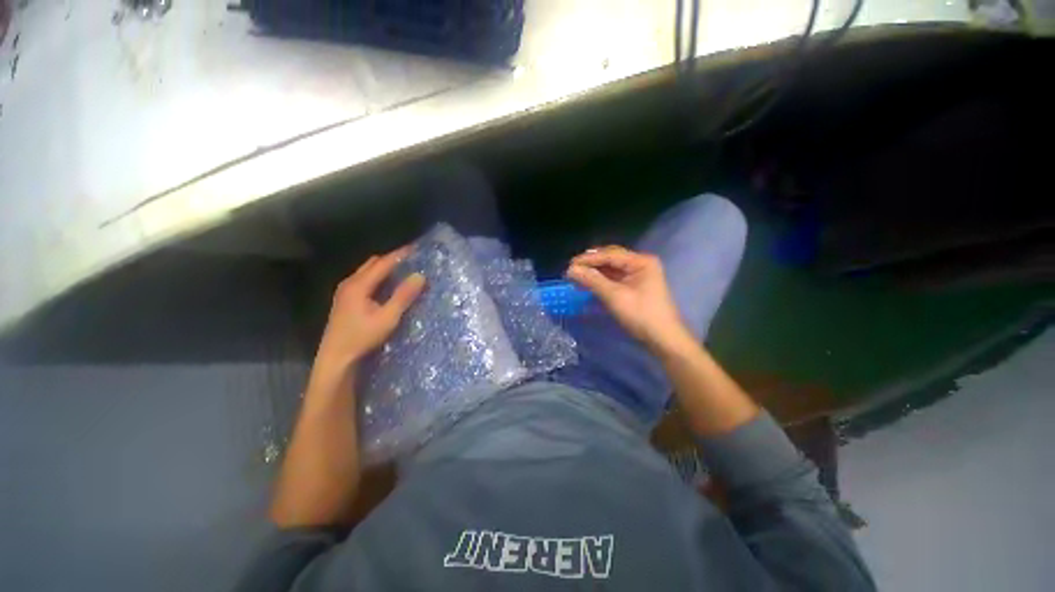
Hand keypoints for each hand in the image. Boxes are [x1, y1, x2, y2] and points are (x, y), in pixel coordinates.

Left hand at [314, 246, 425, 374]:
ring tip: (403, 270)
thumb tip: (420, 276)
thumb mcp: (388, 317)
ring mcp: (345, 292)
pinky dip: (378, 277)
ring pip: (367, 272)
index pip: (382, 263)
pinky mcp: (345, 300)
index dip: (399, 255)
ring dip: (384, 268)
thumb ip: (403, 296)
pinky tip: (387, 286)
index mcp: (359, 285)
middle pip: (372, 264)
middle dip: (392, 259)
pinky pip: (364, 280)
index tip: (416, 249)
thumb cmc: (362, 337)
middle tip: (411, 260)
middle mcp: (349, 283)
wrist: (336, 358)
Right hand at [566, 246, 691, 353]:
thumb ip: (593, 280)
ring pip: (612, 268)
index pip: (610, 254)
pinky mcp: (635, 286)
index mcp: (641, 261)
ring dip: (595, 272)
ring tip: (577, 276)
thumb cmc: (641, 316)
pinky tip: (589, 283)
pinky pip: (615, 278)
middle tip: (572, 270)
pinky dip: (601, 280)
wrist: (663, 339)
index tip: (569, 265)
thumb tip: (571, 270)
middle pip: (611, 258)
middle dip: (591, 263)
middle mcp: (640, 264)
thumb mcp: (615, 296)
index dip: (588, 259)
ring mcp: (639, 275)